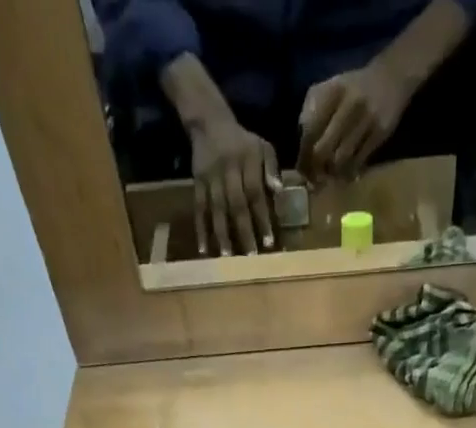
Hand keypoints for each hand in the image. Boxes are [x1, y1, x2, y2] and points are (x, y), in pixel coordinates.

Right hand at [187, 116, 278, 255]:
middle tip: (250, 258)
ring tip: (227, 257)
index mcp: (247, 161)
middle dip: (244, 232)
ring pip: (217, 209)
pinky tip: (203, 249)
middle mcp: (229, 171)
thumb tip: (278, 191)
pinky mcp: (197, 183)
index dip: (262, 218)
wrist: (208, 122)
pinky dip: (200, 229)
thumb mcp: (262, 145)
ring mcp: (211, 178)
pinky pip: (198, 209)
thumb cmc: (241, 141)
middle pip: (237, 205)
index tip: (269, 243)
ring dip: (221, 234)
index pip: (256, 193)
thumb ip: (271, 167)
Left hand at [298, 64, 410, 178]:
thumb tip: (302, 140)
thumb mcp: (331, 87)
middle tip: (315, 179)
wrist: (392, 77)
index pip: (310, 131)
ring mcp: (366, 119)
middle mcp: (349, 104)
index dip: (303, 155)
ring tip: (330, 176)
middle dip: (316, 169)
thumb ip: (313, 108)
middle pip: (323, 150)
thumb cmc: (355, 88)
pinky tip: (346, 173)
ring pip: (341, 159)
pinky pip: (359, 162)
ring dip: (333, 173)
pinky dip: (349, 172)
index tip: (302, 171)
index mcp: (332, 91)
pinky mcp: (379, 133)